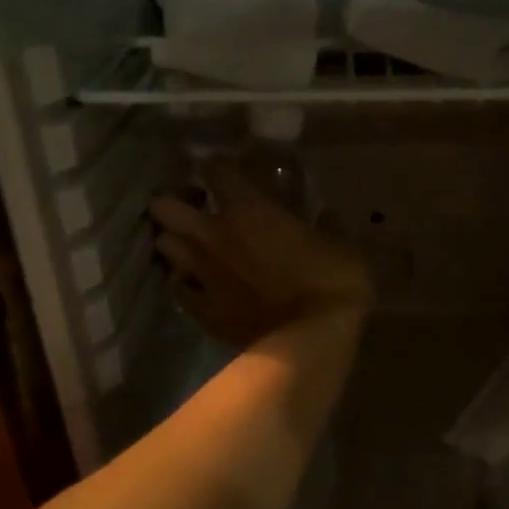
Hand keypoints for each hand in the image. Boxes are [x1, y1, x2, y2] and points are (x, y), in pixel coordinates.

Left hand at [150, 160, 373, 346]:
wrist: (310, 343)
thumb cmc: (332, 285)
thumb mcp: (344, 248)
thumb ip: (329, 227)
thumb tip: (327, 215)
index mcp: (249, 209)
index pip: (215, 168)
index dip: (218, 166)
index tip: (231, 172)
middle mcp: (214, 235)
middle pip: (164, 206)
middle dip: (177, 202)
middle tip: (201, 208)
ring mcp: (203, 274)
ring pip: (163, 245)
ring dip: (177, 241)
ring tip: (198, 246)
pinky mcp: (202, 310)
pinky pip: (179, 289)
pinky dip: (185, 283)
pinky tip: (201, 284)